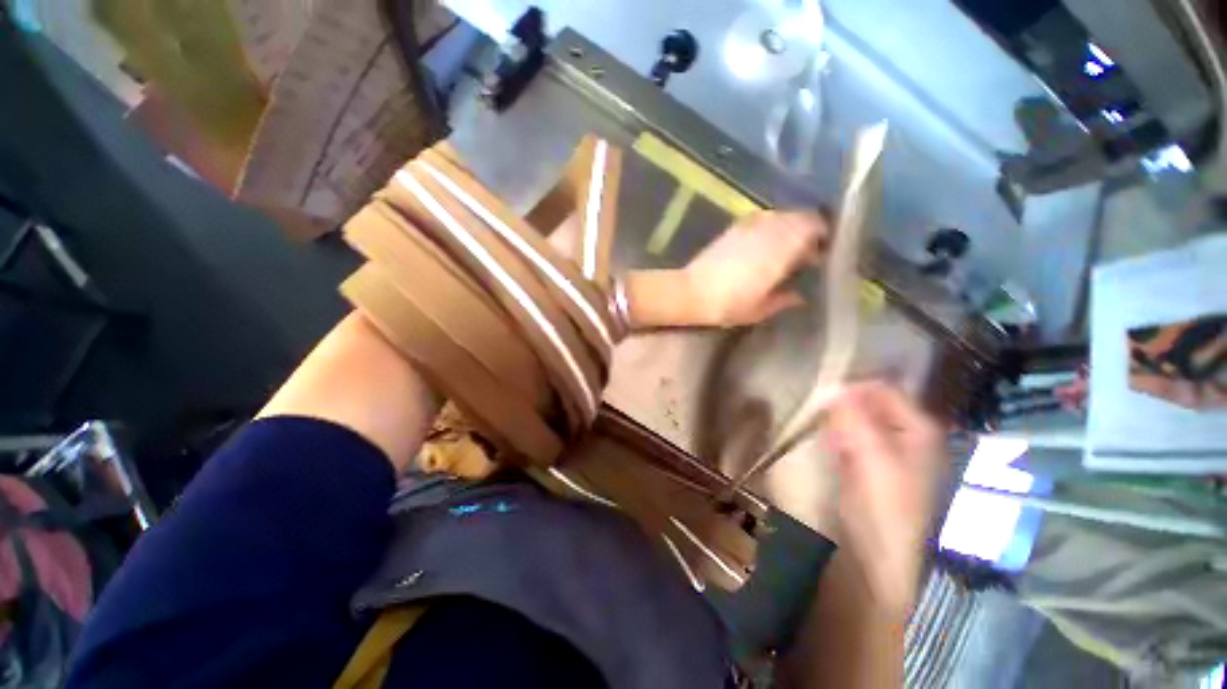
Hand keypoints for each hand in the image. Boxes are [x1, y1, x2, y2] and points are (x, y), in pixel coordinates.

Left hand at [625, 211, 827, 328]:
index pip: (814, 229)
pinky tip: (765, 242)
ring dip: (790, 226)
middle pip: (801, 217)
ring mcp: (750, 225)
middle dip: (809, 230)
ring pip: (782, 215)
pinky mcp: (734, 227)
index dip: (823, 238)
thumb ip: (784, 299)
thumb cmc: (727, 305)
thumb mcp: (760, 309)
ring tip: (787, 247)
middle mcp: (769, 231)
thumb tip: (800, 295)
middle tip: (806, 251)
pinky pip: (763, 217)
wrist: (691, 292)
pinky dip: (771, 225)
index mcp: (781, 250)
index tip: (822, 254)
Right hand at [826, 381, 944, 614]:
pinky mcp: (873, 465)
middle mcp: (908, 434)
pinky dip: (839, 435)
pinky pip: (853, 437)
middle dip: (844, 404)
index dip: (853, 387)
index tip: (823, 396)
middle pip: (871, 403)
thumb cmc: (884, 503)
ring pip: (859, 419)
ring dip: (839, 420)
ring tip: (822, 428)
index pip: (882, 388)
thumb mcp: (872, 456)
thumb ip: (855, 417)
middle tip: (822, 414)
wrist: (883, 554)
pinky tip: (830, 445)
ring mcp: (891, 450)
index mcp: (918, 428)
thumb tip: (836, 386)